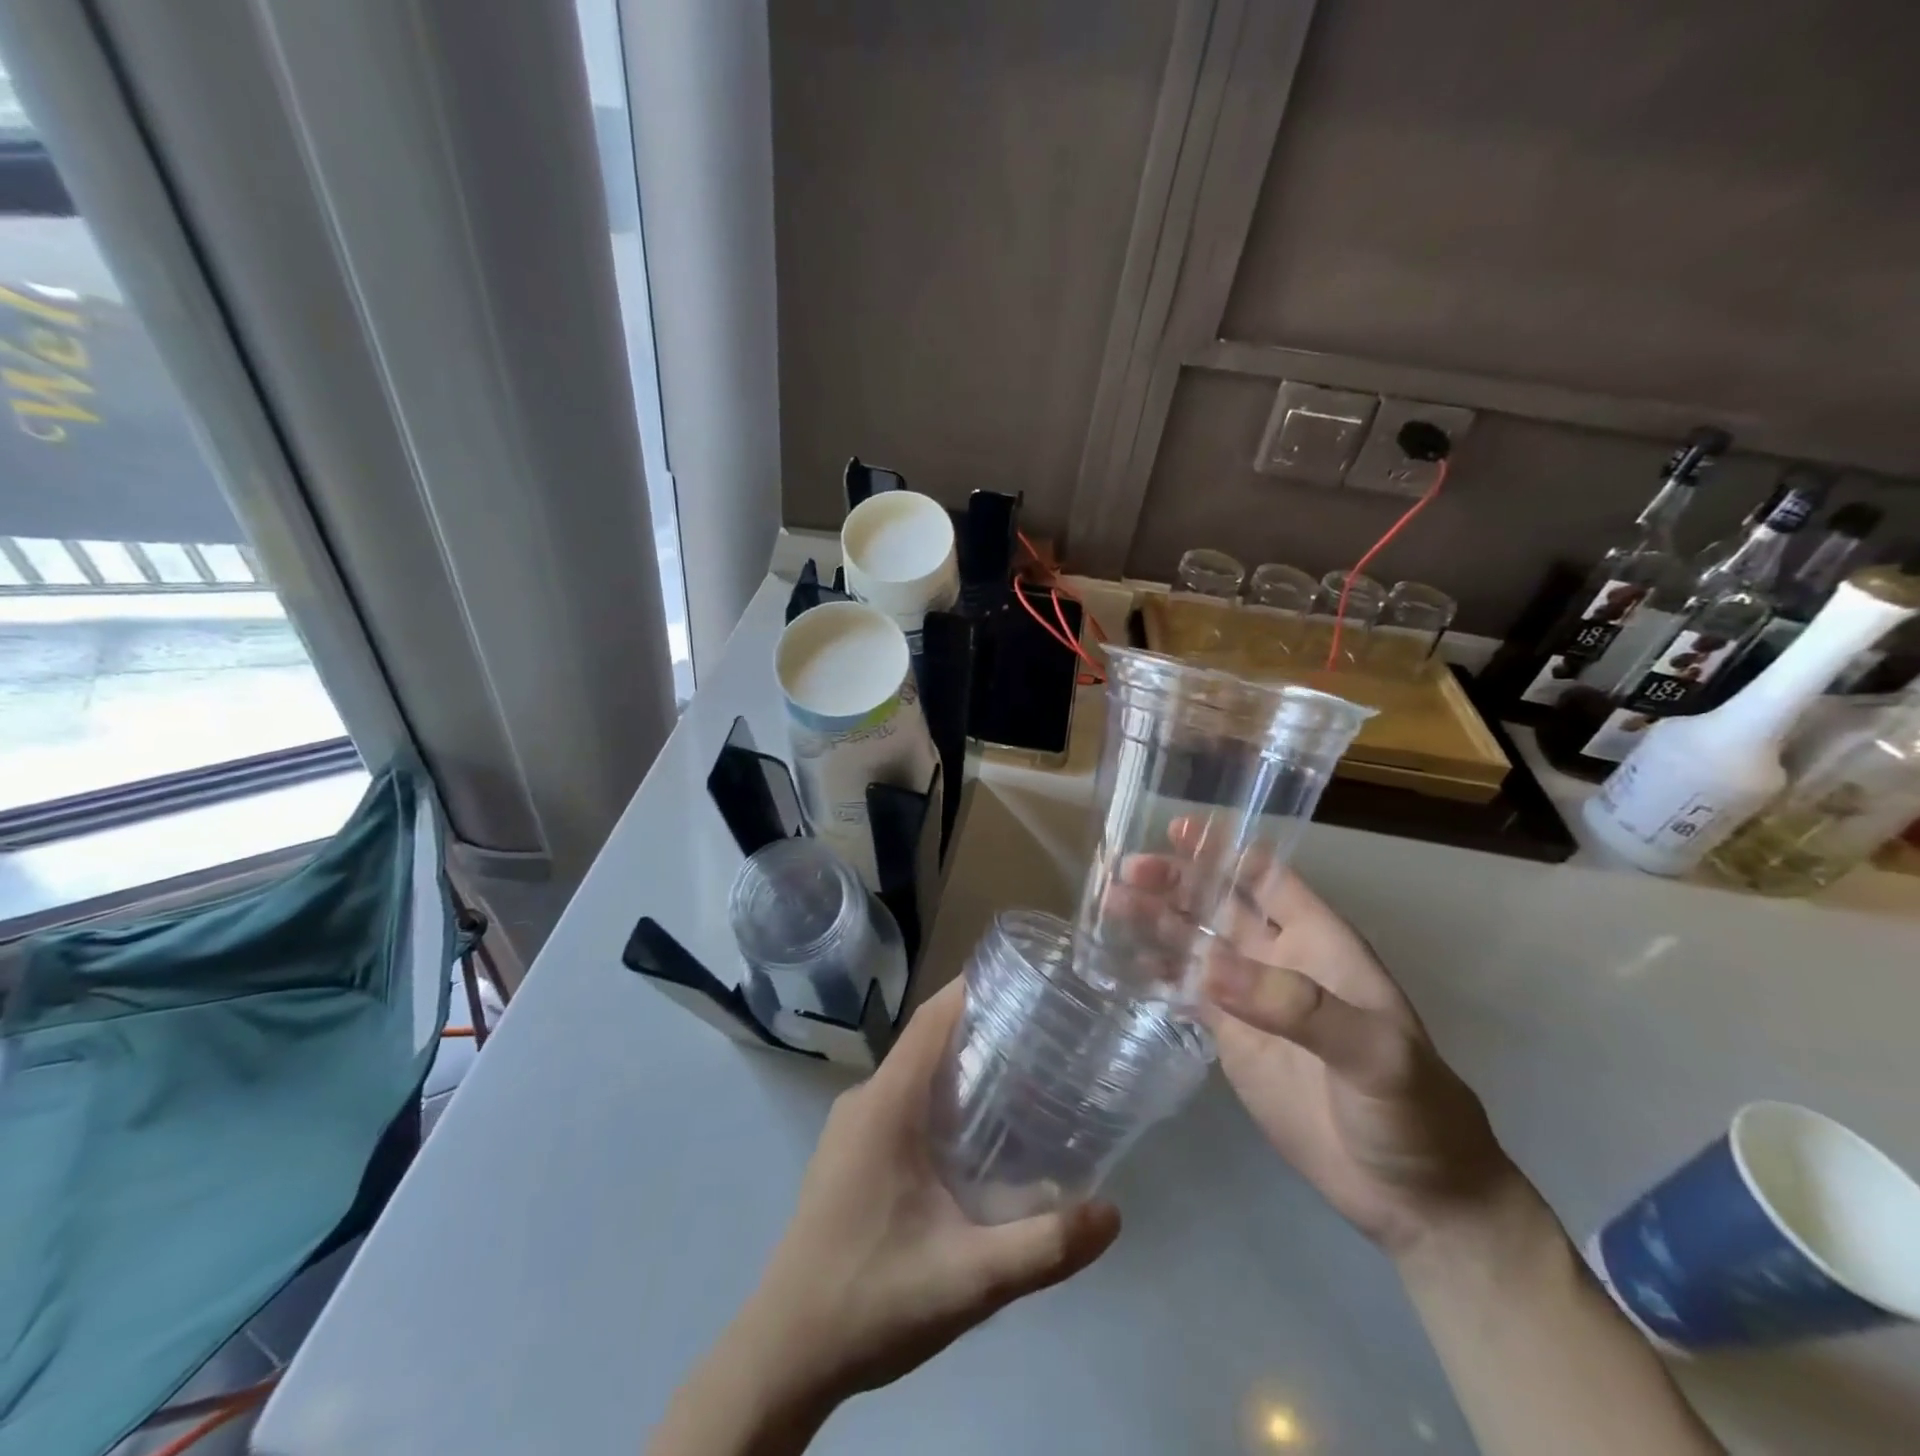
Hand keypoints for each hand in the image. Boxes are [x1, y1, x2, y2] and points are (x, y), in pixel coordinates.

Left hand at [735, 980, 1121, 1406]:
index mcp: (887, 1103)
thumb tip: (1112, 1213)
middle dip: (984, 1029)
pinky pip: (900, 1101)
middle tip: (1046, 1038)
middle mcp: (865, 1099)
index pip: (934, 1018)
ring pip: (915, 1073)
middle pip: (929, 1041)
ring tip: (1024, 1080)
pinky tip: (975, 1136)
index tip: (1029, 983)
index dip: (977, 989)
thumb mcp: (969, 1279)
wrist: (784, 1354)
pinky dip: (940, 1098)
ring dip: (962, 1067)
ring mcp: (851, 1125)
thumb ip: (1043, 1247)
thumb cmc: (872, 1300)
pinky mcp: (849, 1151)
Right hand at [1119, 818, 1520, 1256]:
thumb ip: (1296, 1006)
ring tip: (1109, 904)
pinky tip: (1120, 960)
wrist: (1412, 1195)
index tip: (1177, 831)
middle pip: (1218, 903)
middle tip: (1127, 872)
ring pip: (1194, 943)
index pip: (1268, 876)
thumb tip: (1208, 967)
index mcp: (1320, 941)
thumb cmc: (1412, 1111)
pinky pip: (1185, 991)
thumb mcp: (1373, 1052)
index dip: (1225, 849)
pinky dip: (1155, 972)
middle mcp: (1279, 957)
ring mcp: (1251, 997)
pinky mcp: (1231, 1037)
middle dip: (1175, 881)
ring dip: (1156, 920)